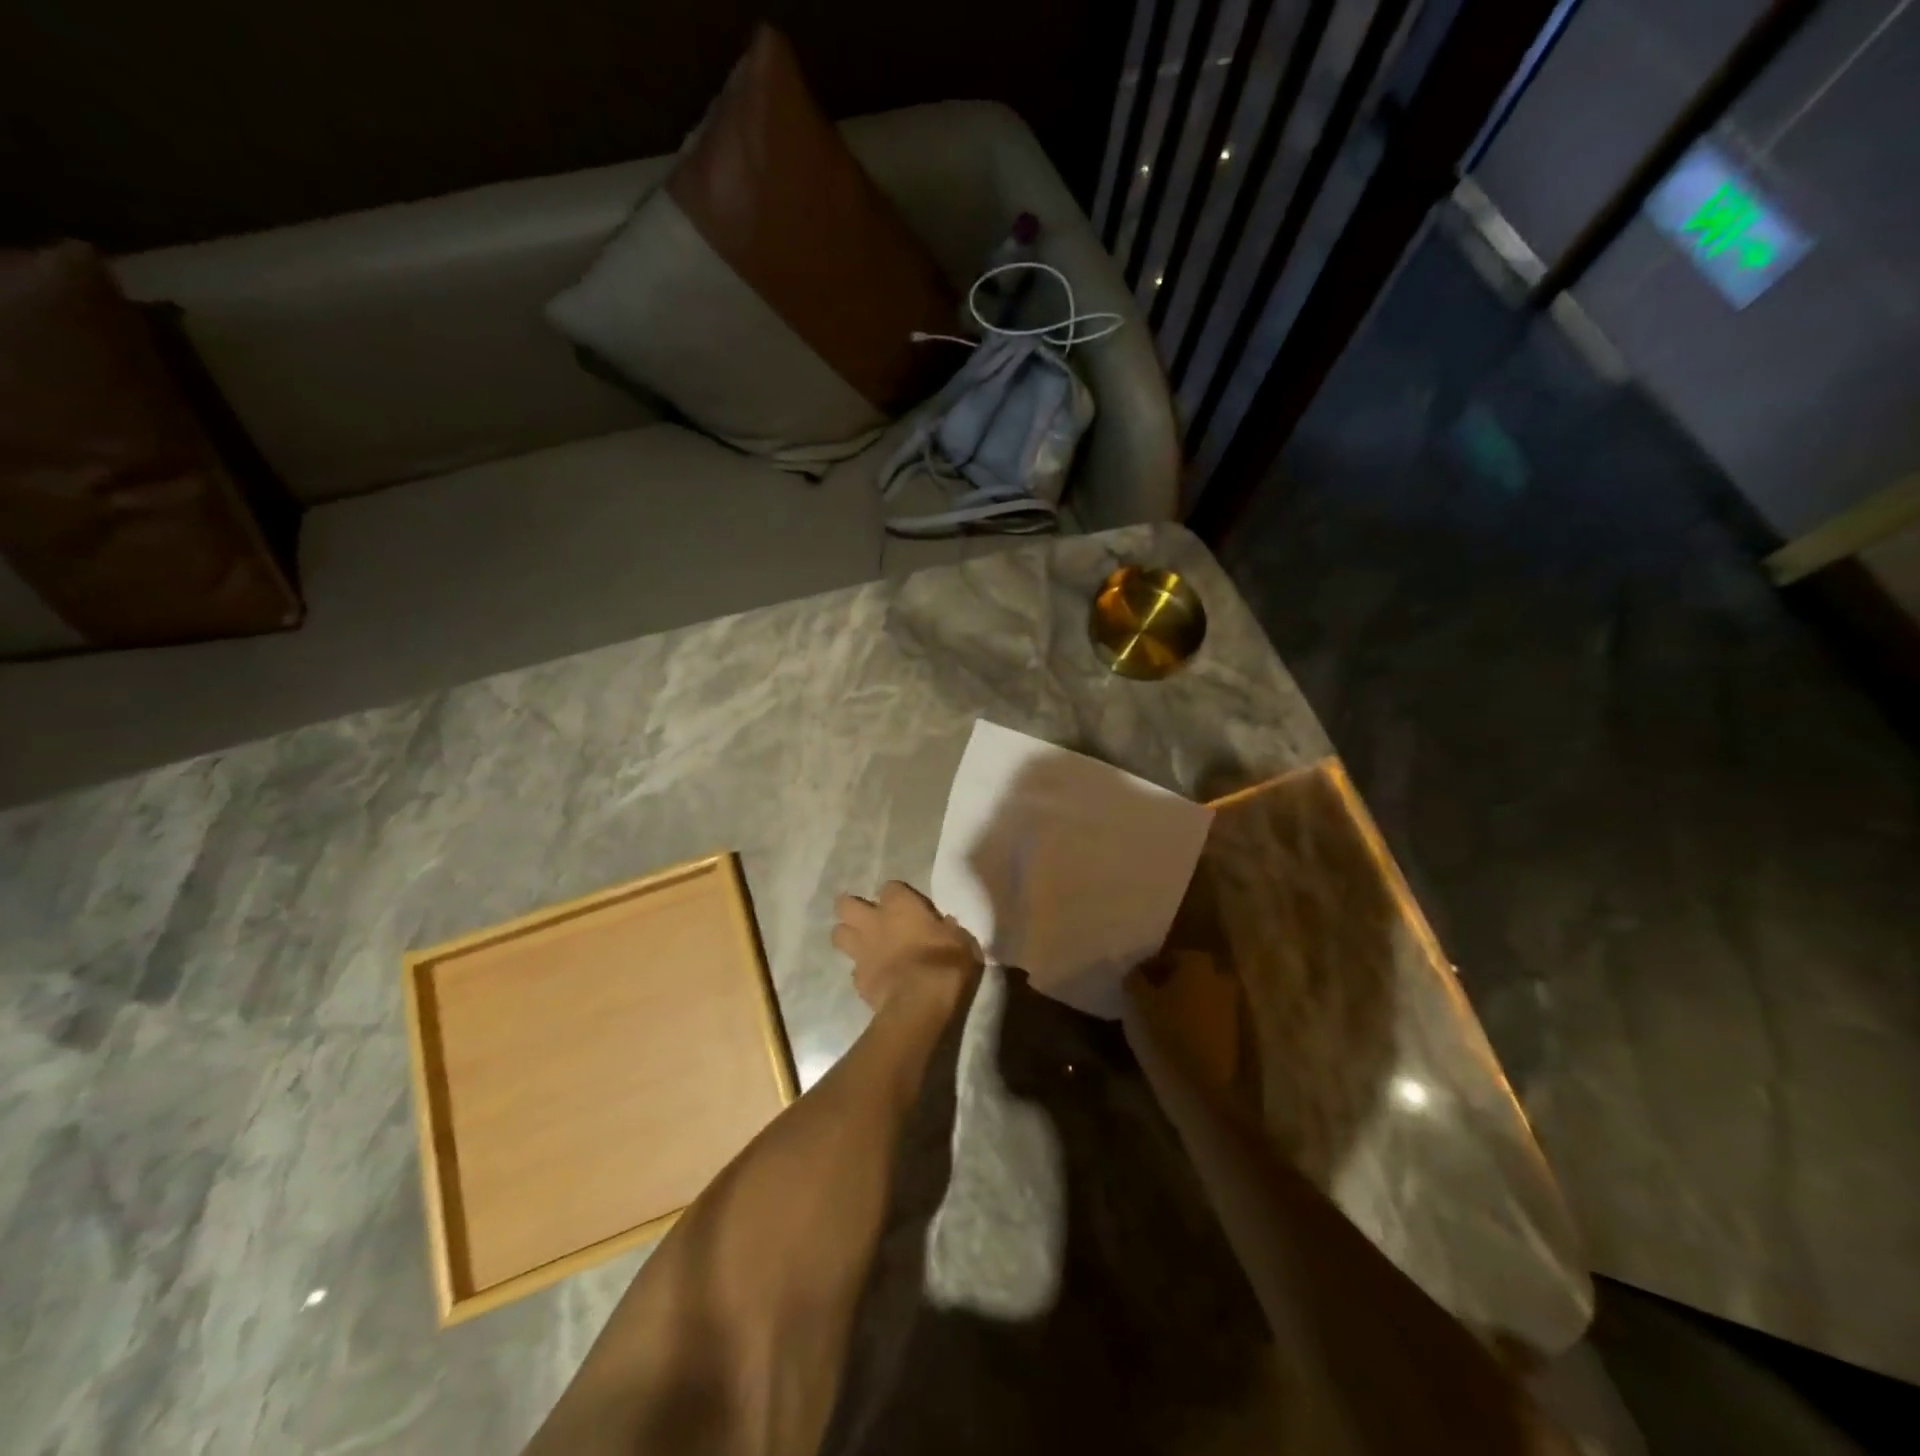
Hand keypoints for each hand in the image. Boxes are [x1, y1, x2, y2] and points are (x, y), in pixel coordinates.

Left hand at [832, 882, 982, 1012]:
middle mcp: (874, 921)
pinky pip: (854, 969)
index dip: (897, 896)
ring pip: (839, 934)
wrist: (920, 1003)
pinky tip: (875, 977)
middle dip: (853, 909)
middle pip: (846, 904)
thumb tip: (945, 925)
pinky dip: (862, 971)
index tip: (907, 906)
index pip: (891, 887)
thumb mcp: (962, 940)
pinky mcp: (857, 979)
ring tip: (863, 944)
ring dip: (848, 936)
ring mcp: (861, 950)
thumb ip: (948, 928)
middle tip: (869, 918)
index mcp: (900, 905)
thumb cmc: (946, 963)